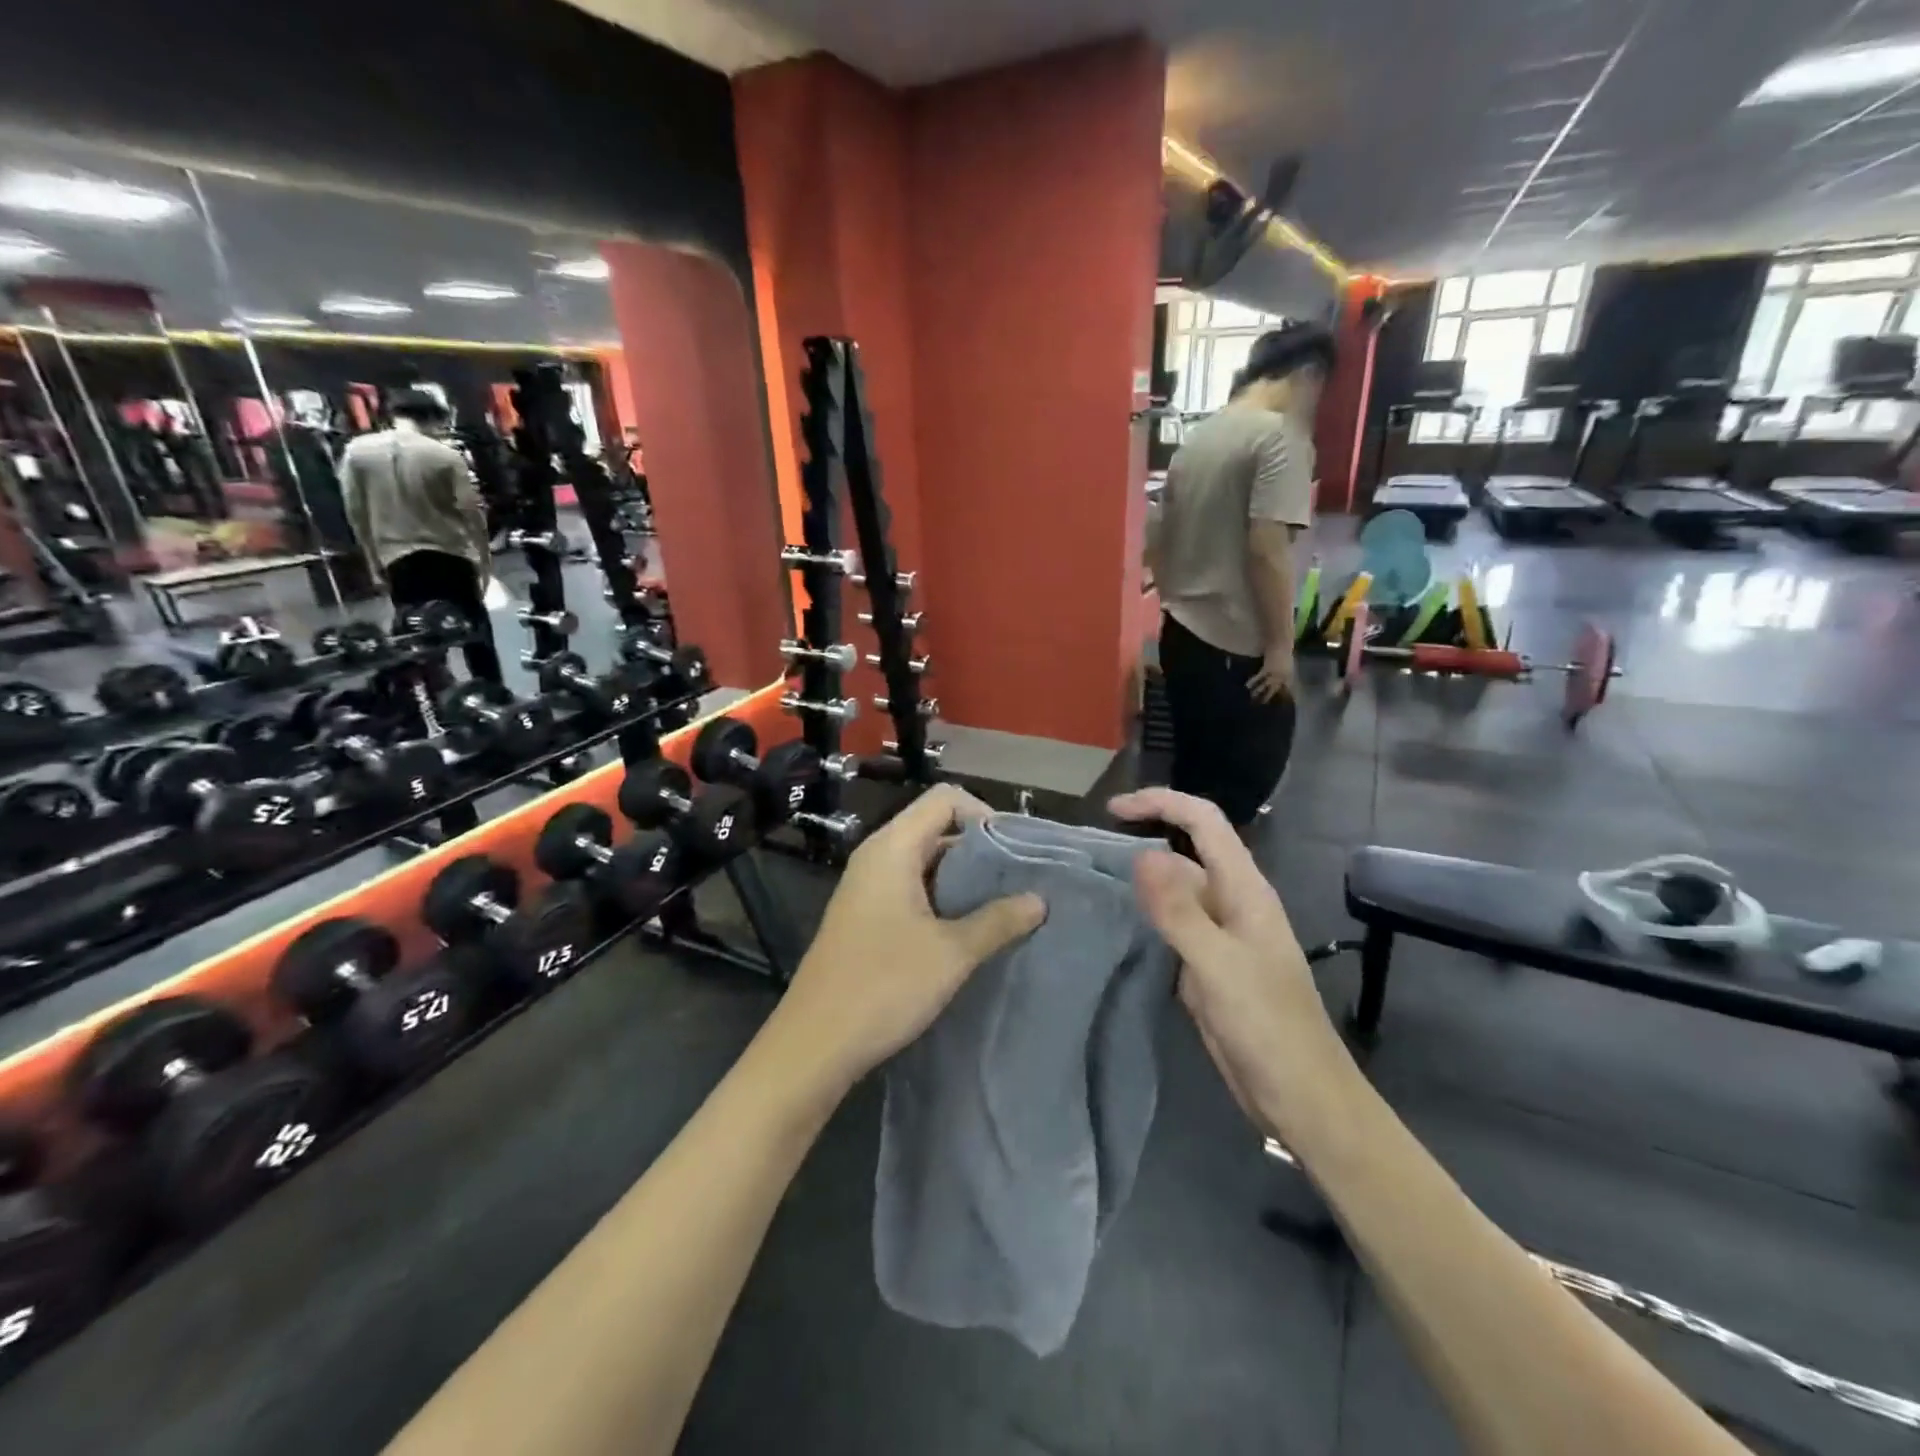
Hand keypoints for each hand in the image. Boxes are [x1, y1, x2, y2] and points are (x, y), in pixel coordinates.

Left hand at [771, 785, 1044, 1094]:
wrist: (814, 1044)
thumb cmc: (883, 987)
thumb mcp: (951, 953)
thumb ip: (998, 921)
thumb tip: (1039, 900)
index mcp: (892, 849)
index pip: (945, 800)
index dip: (985, 814)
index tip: (1016, 851)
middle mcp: (877, 857)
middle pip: (935, 827)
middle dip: (980, 849)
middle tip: (1020, 880)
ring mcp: (868, 888)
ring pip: (925, 861)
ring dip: (963, 878)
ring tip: (1004, 905)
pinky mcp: (866, 916)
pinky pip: (912, 888)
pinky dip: (943, 898)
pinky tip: (969, 929)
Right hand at [1109, 788, 1343, 1136]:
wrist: (1300, 1096)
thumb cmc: (1267, 1026)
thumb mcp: (1217, 965)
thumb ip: (1179, 910)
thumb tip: (1141, 855)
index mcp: (1244, 890)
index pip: (1204, 823)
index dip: (1161, 803)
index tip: (1113, 809)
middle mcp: (1232, 903)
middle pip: (1188, 852)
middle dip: (1145, 837)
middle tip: (1092, 849)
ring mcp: (1221, 935)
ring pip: (1178, 890)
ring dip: (1144, 879)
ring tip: (1095, 880)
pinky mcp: (1209, 965)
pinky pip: (1175, 925)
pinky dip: (1148, 915)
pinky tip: (1120, 924)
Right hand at [1247, 645, 1294, 703]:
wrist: (1281, 644)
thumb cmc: (1284, 652)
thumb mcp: (1288, 665)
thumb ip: (1285, 673)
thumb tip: (1280, 680)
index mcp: (1288, 677)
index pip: (1285, 690)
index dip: (1280, 697)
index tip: (1275, 704)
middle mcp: (1282, 677)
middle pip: (1274, 690)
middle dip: (1267, 698)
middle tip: (1261, 704)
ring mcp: (1274, 674)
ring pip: (1265, 686)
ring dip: (1258, 692)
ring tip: (1251, 697)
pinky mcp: (1267, 669)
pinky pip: (1259, 677)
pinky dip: (1253, 681)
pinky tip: (1246, 686)